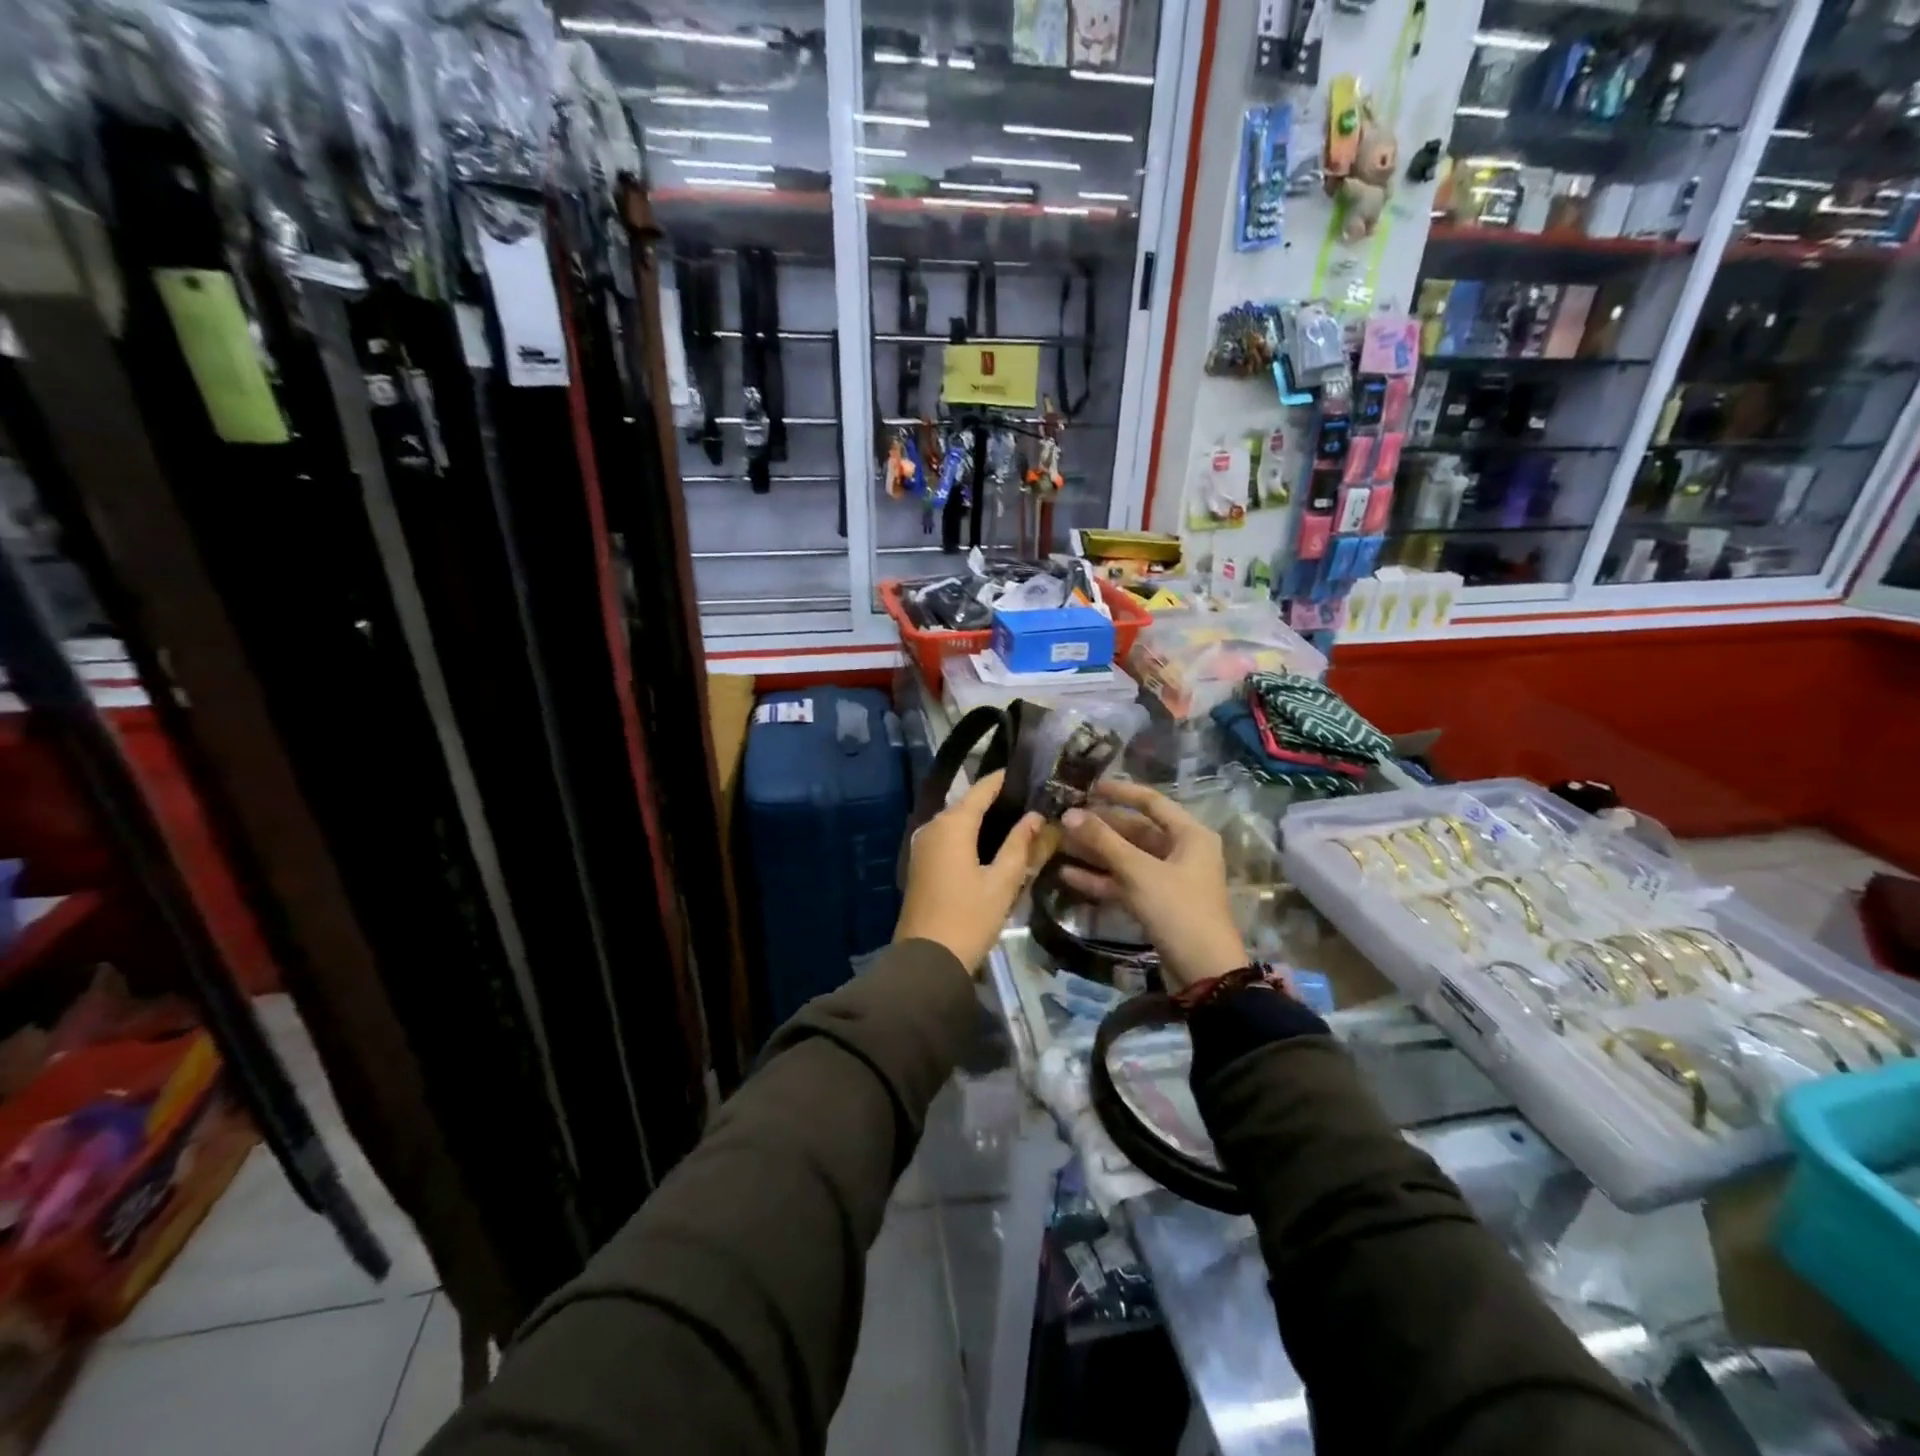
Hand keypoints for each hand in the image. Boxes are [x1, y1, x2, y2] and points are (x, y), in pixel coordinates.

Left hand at [896, 770, 1044, 973]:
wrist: (927, 959)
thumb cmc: (969, 917)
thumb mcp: (1002, 881)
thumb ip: (1020, 845)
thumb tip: (1035, 816)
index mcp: (952, 824)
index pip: (982, 789)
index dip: (1004, 779)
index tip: (1029, 773)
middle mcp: (933, 826)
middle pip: (968, 804)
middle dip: (997, 801)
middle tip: (1031, 801)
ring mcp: (923, 845)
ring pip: (957, 822)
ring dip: (983, 820)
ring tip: (1017, 821)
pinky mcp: (921, 863)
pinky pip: (948, 838)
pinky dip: (969, 836)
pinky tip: (991, 845)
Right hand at [1059, 781, 1246, 991]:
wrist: (1204, 973)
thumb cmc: (1178, 910)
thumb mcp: (1139, 871)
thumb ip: (1103, 841)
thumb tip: (1069, 814)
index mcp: (1190, 835)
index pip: (1152, 802)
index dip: (1120, 793)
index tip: (1088, 788)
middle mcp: (1182, 851)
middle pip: (1136, 831)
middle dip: (1099, 828)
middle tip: (1065, 820)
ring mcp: (1169, 879)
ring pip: (1127, 858)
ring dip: (1095, 854)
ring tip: (1059, 846)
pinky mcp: (1157, 904)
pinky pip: (1125, 883)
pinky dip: (1101, 879)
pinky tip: (1068, 877)